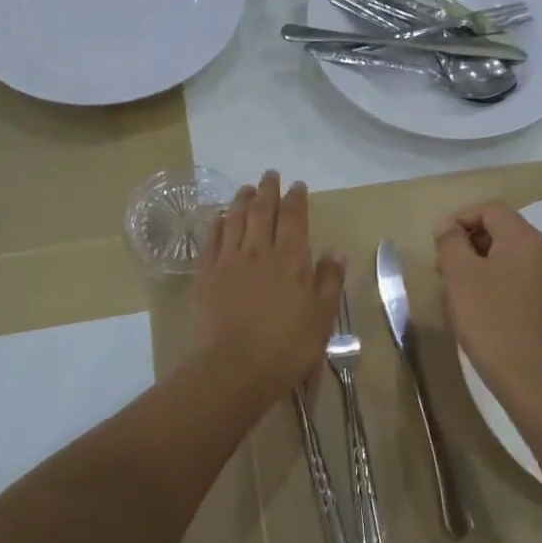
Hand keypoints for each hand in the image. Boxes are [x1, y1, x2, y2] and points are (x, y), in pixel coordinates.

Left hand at [191, 171, 345, 398]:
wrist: (232, 368)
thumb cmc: (286, 347)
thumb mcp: (321, 318)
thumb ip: (329, 282)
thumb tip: (335, 251)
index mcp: (290, 260)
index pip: (294, 219)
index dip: (296, 199)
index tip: (297, 184)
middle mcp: (258, 252)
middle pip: (263, 212)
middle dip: (268, 191)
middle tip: (270, 174)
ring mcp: (228, 262)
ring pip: (235, 221)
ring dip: (242, 201)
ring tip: (246, 188)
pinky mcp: (205, 277)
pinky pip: (211, 241)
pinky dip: (217, 225)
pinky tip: (219, 217)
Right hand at [434, 203, 541, 393]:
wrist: (530, 375)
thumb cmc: (489, 318)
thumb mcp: (459, 275)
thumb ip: (451, 242)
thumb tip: (450, 228)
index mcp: (525, 238)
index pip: (490, 210)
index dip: (460, 219)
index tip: (439, 244)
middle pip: (503, 231)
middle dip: (471, 242)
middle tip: (445, 268)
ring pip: (513, 256)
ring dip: (483, 263)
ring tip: (460, 289)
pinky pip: (523, 279)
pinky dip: (500, 281)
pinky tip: (484, 307)